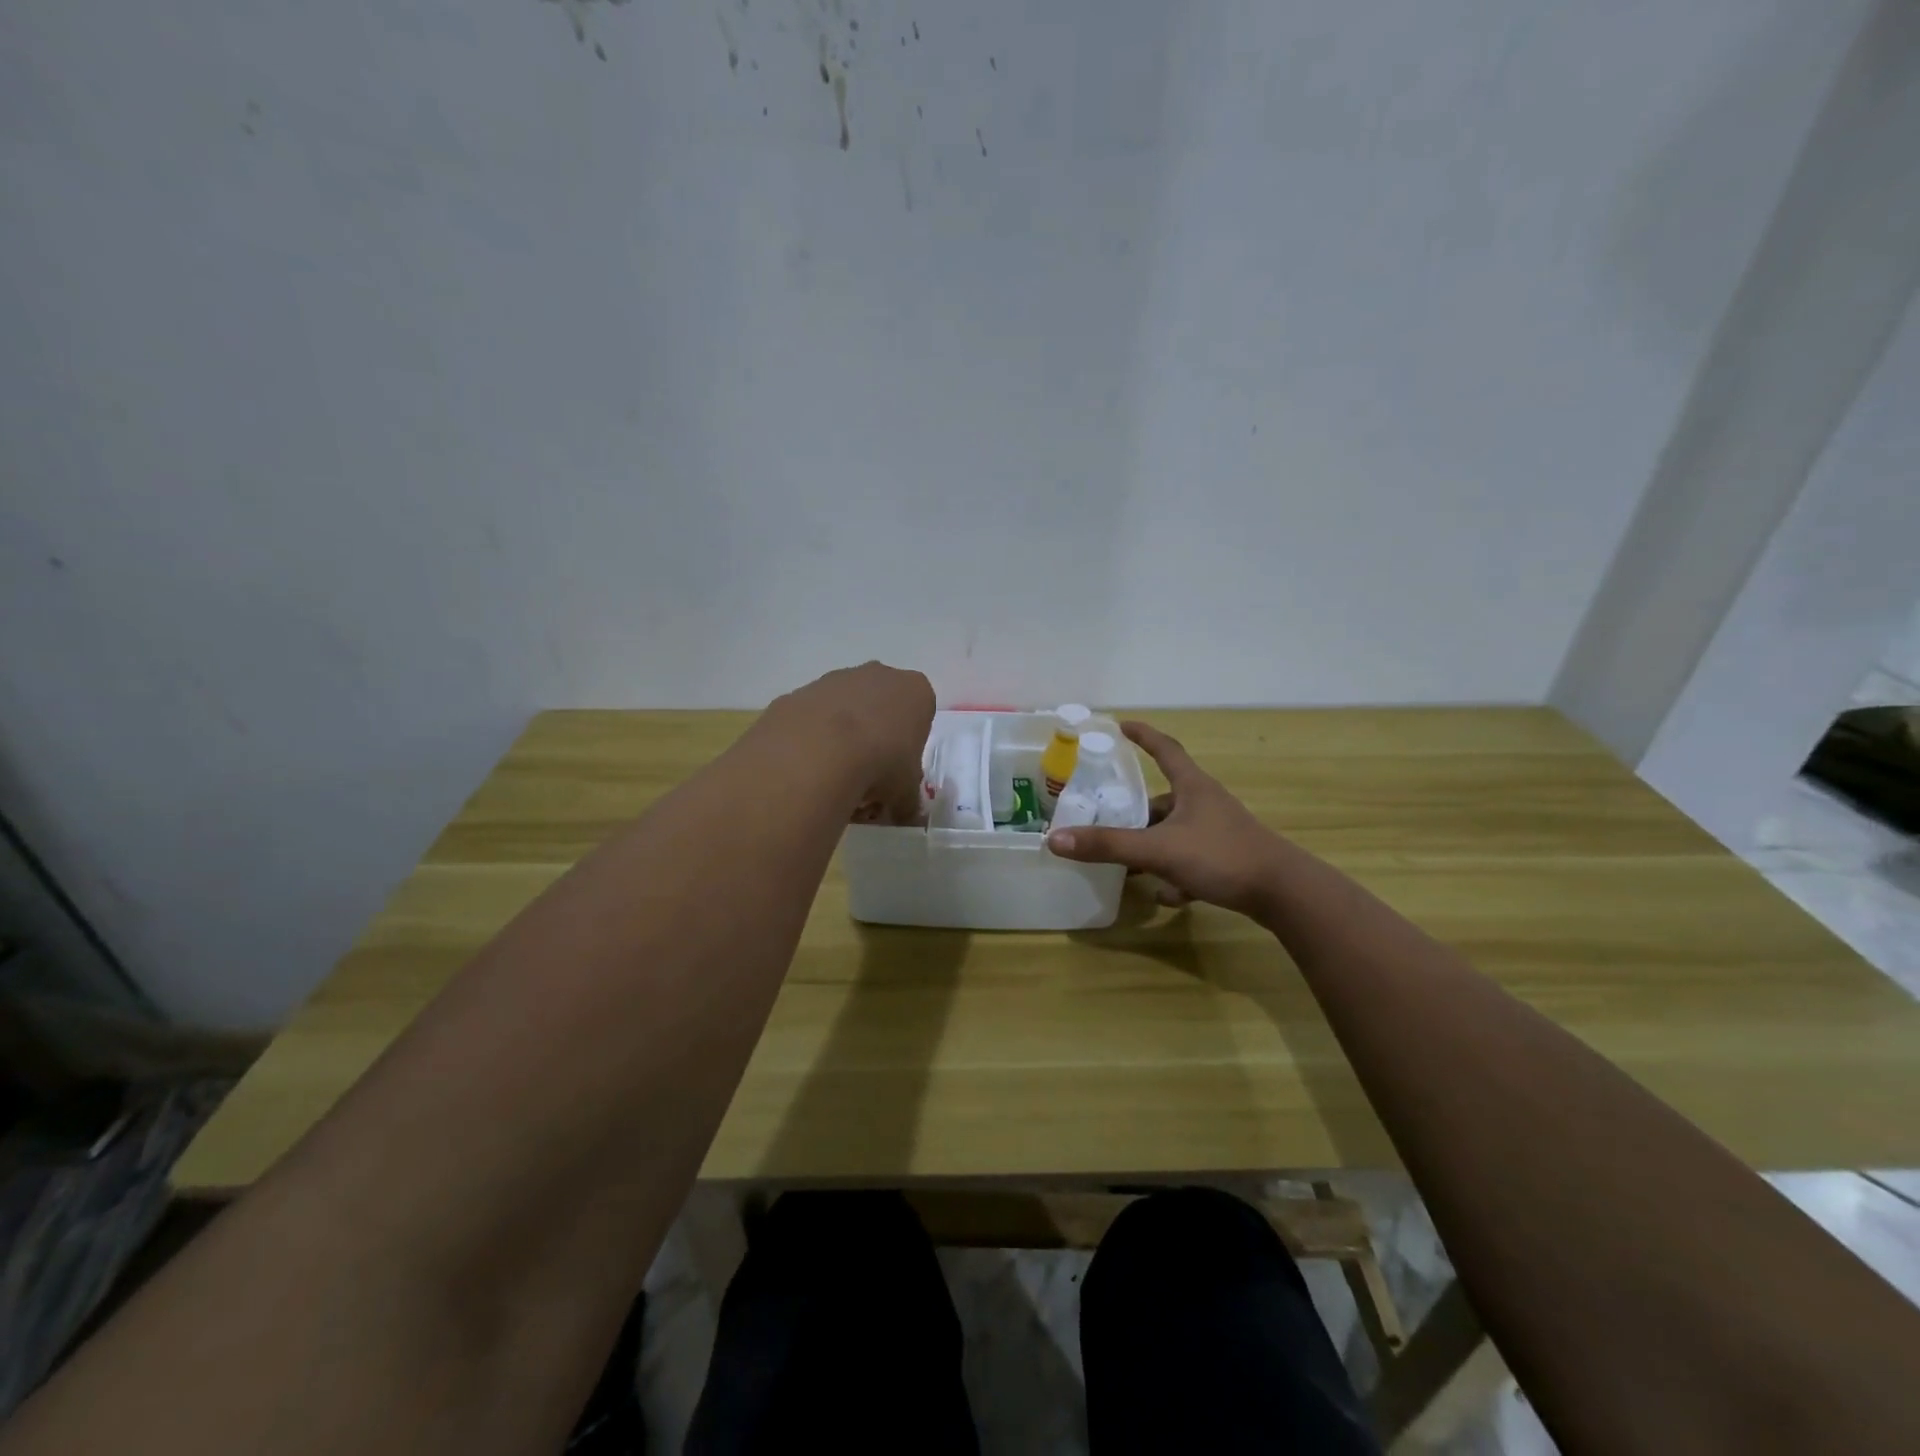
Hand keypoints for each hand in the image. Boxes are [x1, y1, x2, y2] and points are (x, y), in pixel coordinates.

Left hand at [770, 661, 934, 823]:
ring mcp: (835, 680)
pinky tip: (808, 770)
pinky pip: (811, 719)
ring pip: (844, 711)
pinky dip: (811, 741)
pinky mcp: (799, 692)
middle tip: (868, 777)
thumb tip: (907, 816)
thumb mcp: (905, 793)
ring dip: (842, 740)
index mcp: (914, 691)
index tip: (898, 771)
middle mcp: (877, 675)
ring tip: (834, 780)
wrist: (817, 752)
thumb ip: (908, 802)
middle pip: (880, 707)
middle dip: (875, 739)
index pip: (920, 713)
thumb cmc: (881, 764)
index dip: (909, 746)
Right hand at [1045, 720, 1287, 918]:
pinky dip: (1176, 874)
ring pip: (1175, 832)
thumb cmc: (1221, 855)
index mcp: (1192, 787)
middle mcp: (1206, 803)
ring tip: (1127, 865)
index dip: (1142, 736)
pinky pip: (1192, 860)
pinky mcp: (1228, 858)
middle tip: (1106, 817)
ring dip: (1153, 846)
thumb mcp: (1158, 850)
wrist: (1283, 892)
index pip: (1164, 749)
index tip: (1121, 726)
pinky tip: (1166, 895)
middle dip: (1136, 811)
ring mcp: (1219, 831)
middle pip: (1163, 799)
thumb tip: (1055, 840)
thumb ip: (1108, 846)